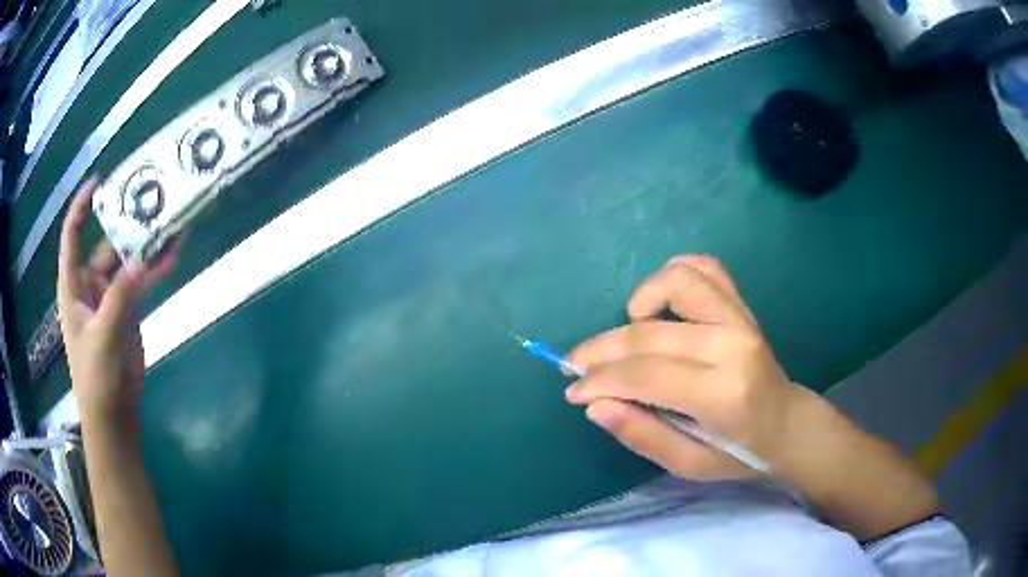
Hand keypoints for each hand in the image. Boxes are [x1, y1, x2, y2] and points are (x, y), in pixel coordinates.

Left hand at [57, 179, 175, 422]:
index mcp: (73, 285)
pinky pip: (141, 281)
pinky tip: (174, 256)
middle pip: (105, 243)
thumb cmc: (96, 375)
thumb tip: (142, 260)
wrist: (113, 413)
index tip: (99, 183)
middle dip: (125, 222)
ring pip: (127, 261)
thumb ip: (120, 297)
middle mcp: (89, 284)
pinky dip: (155, 269)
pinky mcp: (127, 309)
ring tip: (170, 222)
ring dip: (146, 245)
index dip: (81, 208)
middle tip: (149, 199)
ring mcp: (109, 296)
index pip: (72, 237)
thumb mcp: (104, 335)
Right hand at [566, 255, 811, 480]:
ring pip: (677, 282)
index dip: (599, 380)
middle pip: (649, 334)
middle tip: (577, 366)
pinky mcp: (742, 305)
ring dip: (640, 302)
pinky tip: (658, 304)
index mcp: (723, 394)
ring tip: (627, 330)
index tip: (573, 390)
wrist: (787, 424)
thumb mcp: (688, 464)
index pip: (645, 375)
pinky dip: (672, 276)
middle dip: (601, 350)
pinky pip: (704, 268)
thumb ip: (642, 435)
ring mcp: (740, 318)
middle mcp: (732, 346)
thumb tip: (595, 405)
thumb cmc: (739, 453)